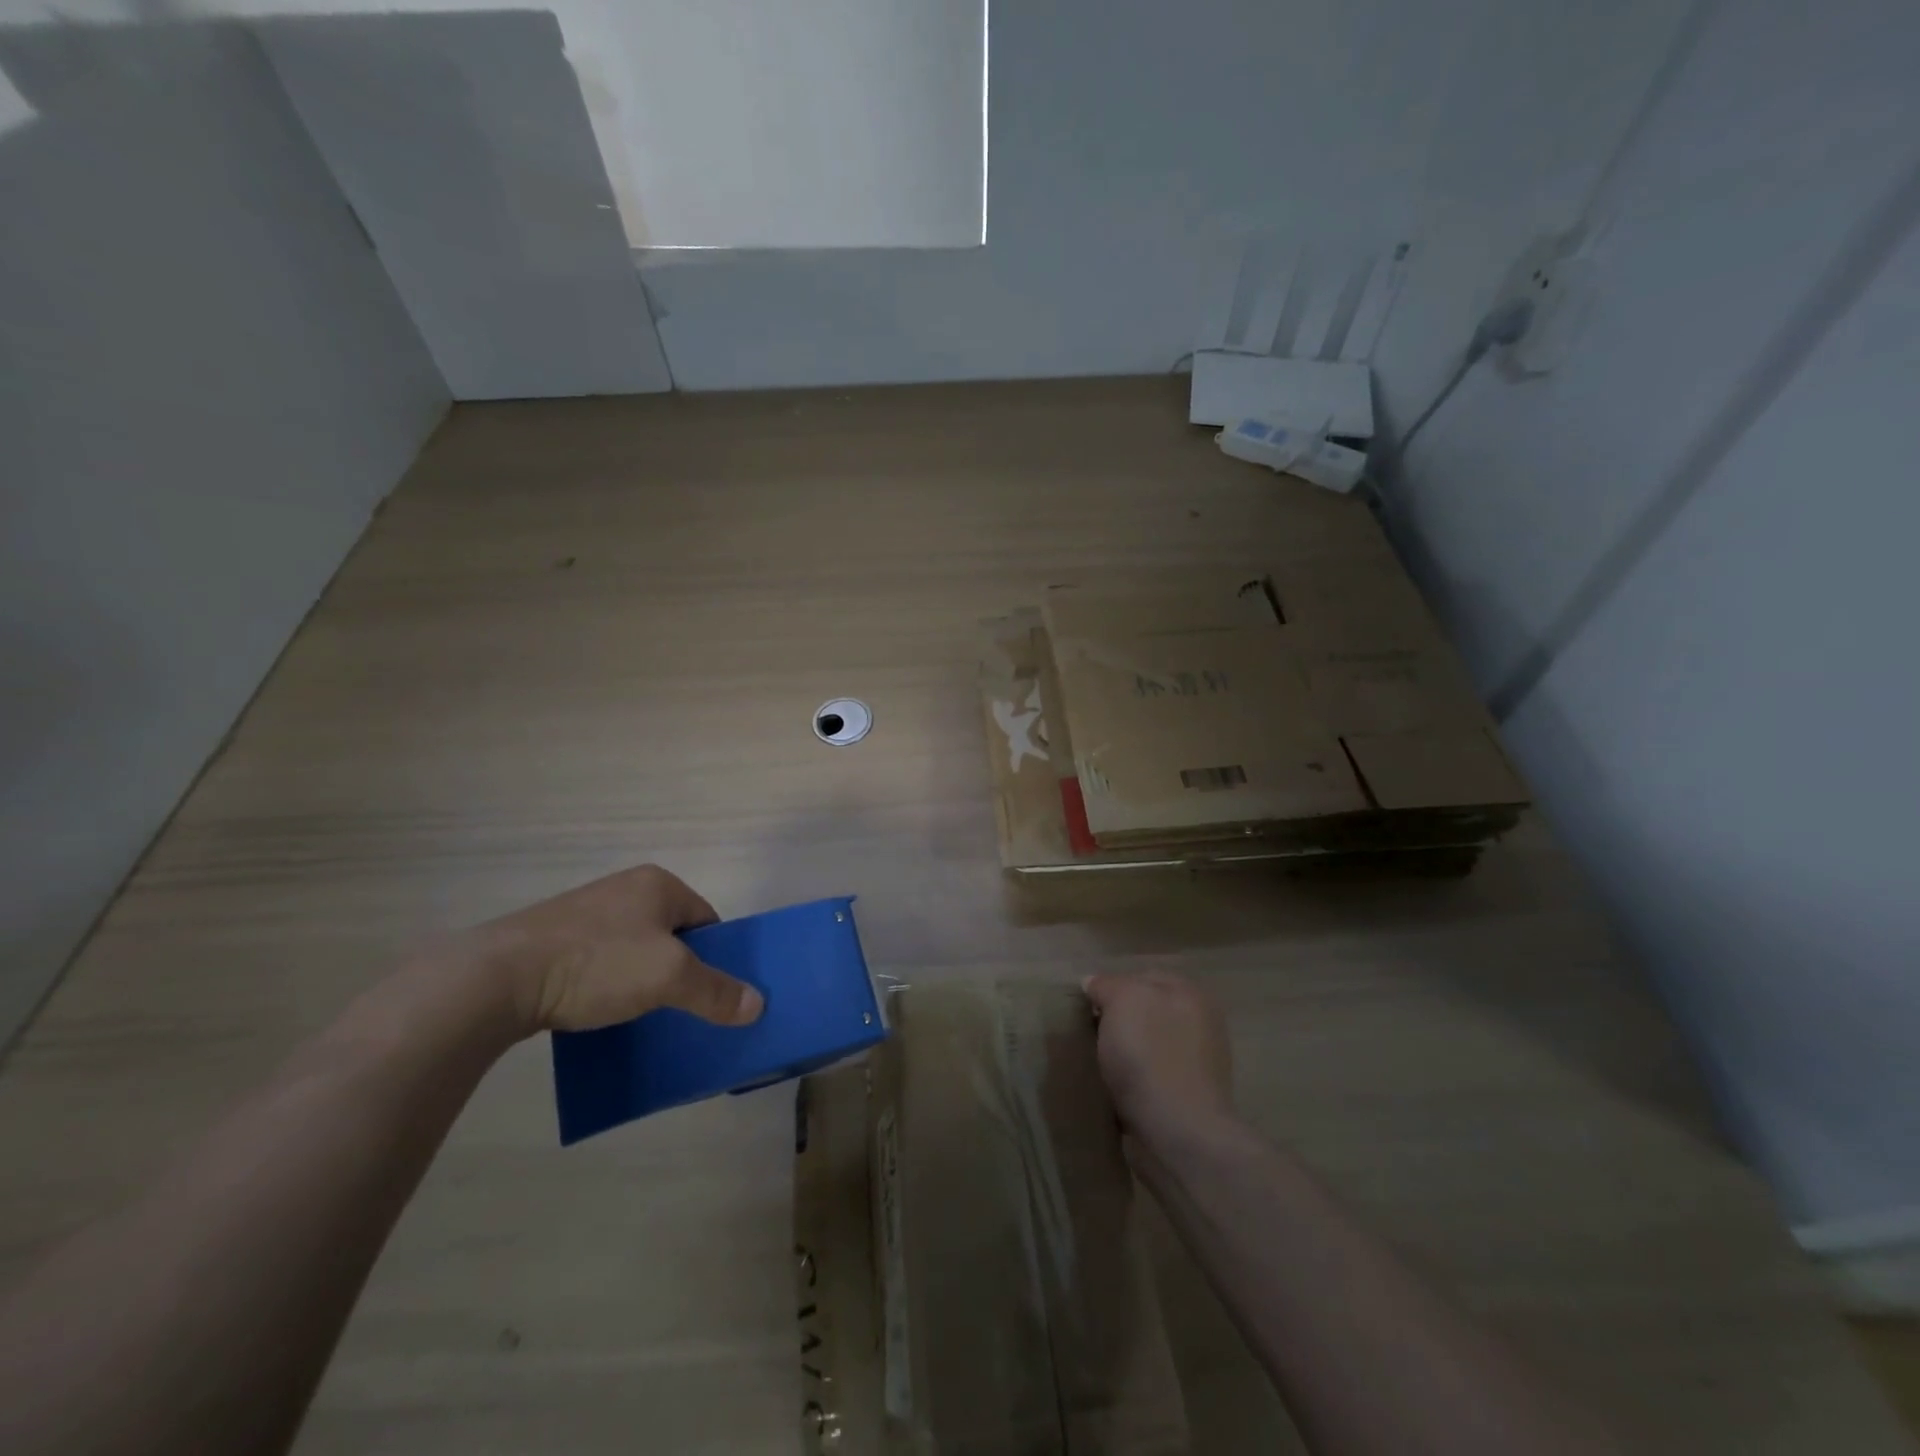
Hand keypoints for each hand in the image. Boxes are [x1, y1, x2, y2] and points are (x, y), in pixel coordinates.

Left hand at [458, 865, 763, 1035]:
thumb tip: (759, 1004)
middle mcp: (624, 889)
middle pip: (670, 934)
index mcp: (657, 884)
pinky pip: (598, 962)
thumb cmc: (598, 963)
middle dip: (677, 969)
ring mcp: (585, 912)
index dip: (715, 956)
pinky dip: (606, 985)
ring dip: (640, 979)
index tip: (710, 992)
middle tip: (678, 1006)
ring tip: (639, 1013)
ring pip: (633, 949)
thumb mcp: (669, 978)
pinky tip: (598, 1010)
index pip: (706, 919)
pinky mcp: (553, 938)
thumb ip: (716, 991)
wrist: (498, 977)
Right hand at [1084, 971, 1235, 1145]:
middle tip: (1087, 1034)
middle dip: (1116, 1022)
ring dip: (1122, 1054)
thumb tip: (1093, 983)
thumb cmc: (1150, 1056)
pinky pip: (1148, 1078)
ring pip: (1145, 1046)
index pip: (1141, 977)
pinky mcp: (1185, 1100)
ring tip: (1095, 1064)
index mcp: (1191, 994)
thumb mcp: (1122, 1000)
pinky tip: (1111, 1089)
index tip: (1087, 1007)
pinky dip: (1130, 1082)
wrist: (1177, 1134)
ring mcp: (1196, 1065)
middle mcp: (1200, 1024)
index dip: (1111, 988)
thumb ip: (1107, 985)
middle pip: (1144, 1012)